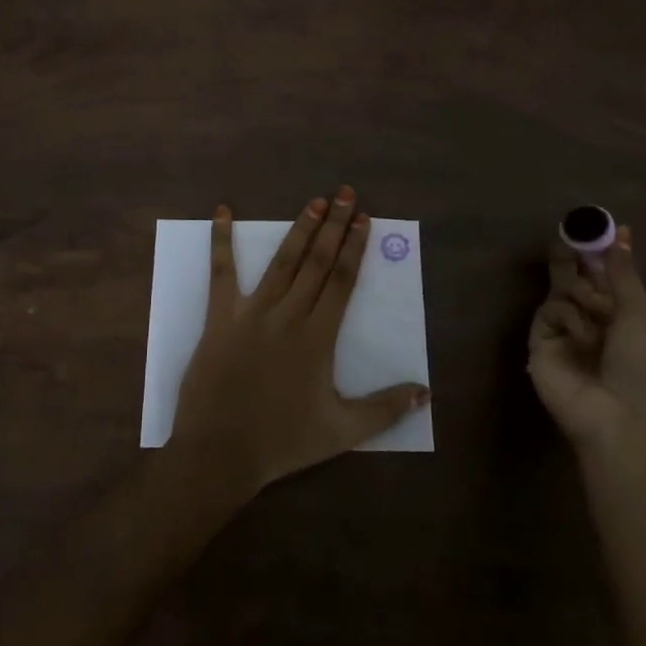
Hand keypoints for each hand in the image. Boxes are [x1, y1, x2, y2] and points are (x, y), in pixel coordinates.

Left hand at [170, 188, 430, 493]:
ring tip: (315, 201)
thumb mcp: (342, 432)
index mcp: (318, 337)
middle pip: (317, 262)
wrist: (220, 452)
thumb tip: (425, 391)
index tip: (364, 219)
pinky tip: (222, 211)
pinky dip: (221, 240)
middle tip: (345, 193)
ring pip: (282, 261)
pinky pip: (221, 272)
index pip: (342, 281)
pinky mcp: (221, 316)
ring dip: (300, 229)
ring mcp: (252, 311)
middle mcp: (288, 315)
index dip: (355, 248)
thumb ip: (385, 410)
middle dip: (334, 226)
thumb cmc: (283, 441)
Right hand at [528, 225, 645, 457]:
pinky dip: (567, 317)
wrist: (620, 421)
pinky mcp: (540, 342)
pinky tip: (581, 335)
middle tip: (569, 237)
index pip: (606, 276)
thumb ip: (622, 273)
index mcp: (622, 316)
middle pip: (577, 279)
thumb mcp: (640, 315)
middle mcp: (592, 321)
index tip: (598, 225)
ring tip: (594, 308)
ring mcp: (565, 331)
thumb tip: (621, 232)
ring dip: (580, 292)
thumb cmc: (643, 368)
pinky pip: (550, 310)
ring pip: (562, 290)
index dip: (602, 252)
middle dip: (576, 259)